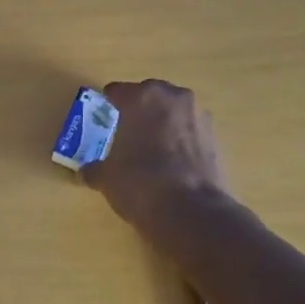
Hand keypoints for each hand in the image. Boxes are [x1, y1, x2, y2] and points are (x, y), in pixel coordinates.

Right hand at [81, 79, 230, 226]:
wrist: (192, 212)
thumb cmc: (139, 183)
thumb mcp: (106, 177)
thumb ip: (95, 168)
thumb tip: (87, 172)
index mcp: (141, 97)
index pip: (118, 91)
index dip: (108, 104)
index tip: (103, 117)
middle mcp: (172, 98)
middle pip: (150, 95)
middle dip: (139, 110)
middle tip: (127, 131)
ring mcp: (199, 116)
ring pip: (174, 112)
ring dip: (163, 123)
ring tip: (152, 148)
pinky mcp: (217, 138)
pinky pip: (191, 132)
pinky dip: (181, 141)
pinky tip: (172, 163)